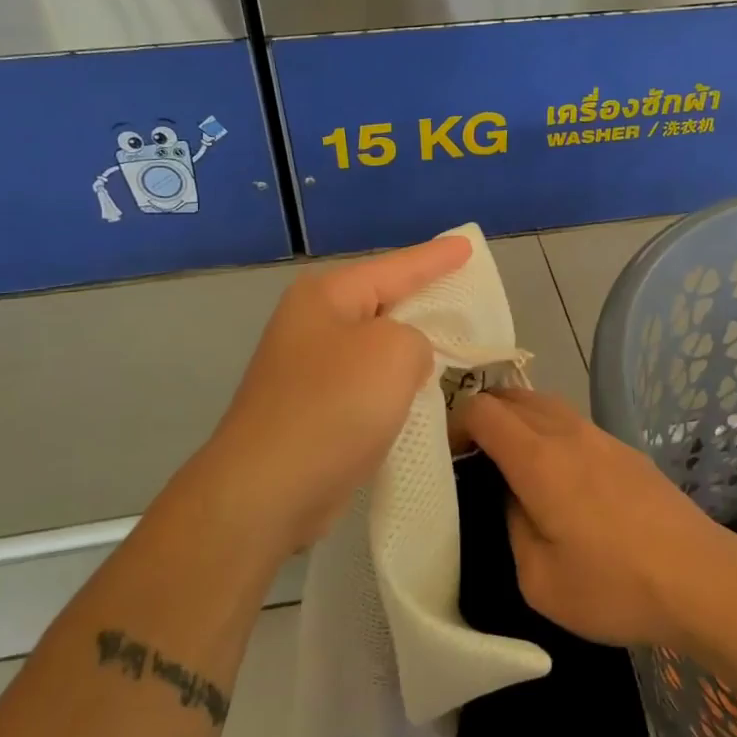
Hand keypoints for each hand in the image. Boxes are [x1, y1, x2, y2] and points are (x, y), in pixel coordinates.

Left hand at [195, 234, 472, 555]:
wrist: (267, 492)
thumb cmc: (334, 407)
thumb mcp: (394, 352)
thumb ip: (418, 338)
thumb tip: (406, 360)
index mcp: (327, 295)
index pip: (397, 266)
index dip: (437, 257)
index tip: (469, 245)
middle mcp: (314, 323)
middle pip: (384, 301)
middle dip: (425, 298)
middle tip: (466, 292)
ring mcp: (309, 367)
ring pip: (377, 344)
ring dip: (412, 347)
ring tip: (453, 341)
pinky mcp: (314, 408)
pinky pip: (368, 381)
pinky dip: (395, 384)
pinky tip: (420, 391)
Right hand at [453, 388, 736, 649]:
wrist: (701, 579)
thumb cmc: (614, 586)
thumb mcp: (539, 579)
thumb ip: (512, 526)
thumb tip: (514, 497)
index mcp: (538, 458)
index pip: (483, 409)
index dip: (455, 423)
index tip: (447, 455)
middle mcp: (567, 432)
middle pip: (512, 395)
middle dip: (483, 414)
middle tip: (472, 456)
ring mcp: (601, 435)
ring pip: (545, 403)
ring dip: (518, 419)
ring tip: (510, 461)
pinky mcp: (625, 449)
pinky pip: (572, 421)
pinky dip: (548, 430)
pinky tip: (557, 473)